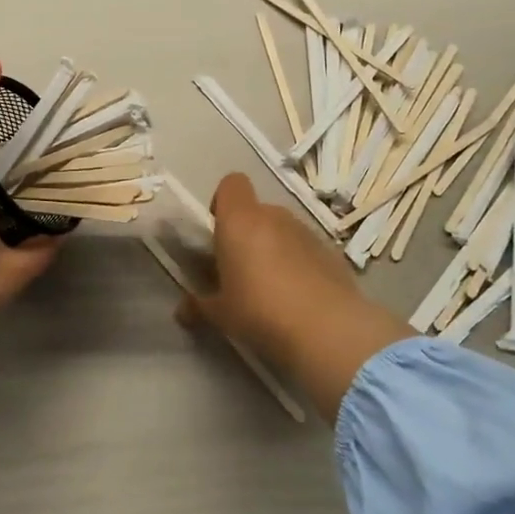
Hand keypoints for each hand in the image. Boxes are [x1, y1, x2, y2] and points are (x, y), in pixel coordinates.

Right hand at [178, 173, 409, 418]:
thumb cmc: (260, 311)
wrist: (327, 329)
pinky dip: (300, 264)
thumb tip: (182, 311)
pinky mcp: (332, 252)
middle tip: (241, 270)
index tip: (218, 232)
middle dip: (247, 233)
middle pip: (256, 211)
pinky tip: (300, 298)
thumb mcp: (221, 314)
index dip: (222, 202)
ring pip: (283, 230)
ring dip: (274, 249)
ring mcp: (307, 232)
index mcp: (240, 221)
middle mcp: (274, 217)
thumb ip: (199, 306)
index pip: (231, 184)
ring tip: (272, 288)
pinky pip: (306, 250)